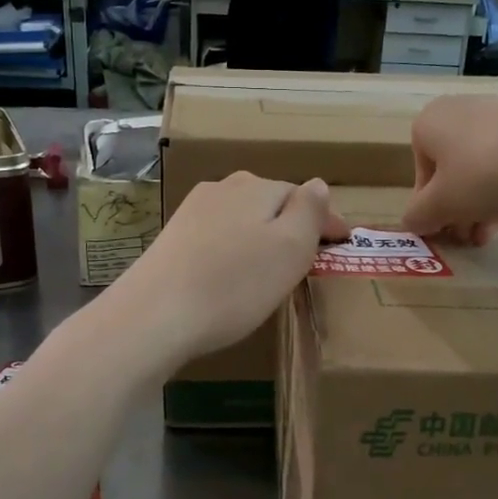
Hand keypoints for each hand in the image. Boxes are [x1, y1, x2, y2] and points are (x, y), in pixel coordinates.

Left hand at [111, 172, 348, 365]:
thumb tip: (317, 184)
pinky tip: (230, 273)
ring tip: (271, 268)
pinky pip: (217, 236)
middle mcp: (223, 188)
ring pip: (241, 217)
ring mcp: (192, 211)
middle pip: (270, 202)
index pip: (304, 195)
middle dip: (292, 225)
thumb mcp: (290, 248)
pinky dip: (234, 249)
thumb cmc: (235, 284)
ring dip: (261, 236)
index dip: (327, 220)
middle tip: (308, 259)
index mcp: (257, 187)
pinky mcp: (172, 238)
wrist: (155, 315)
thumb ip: (309, 212)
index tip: (342, 244)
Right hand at [400, 94, 497, 239]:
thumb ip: (418, 217)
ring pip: (481, 168)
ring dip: (479, 204)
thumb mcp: (440, 206)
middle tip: (466, 237)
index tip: (444, 230)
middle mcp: (460, 110)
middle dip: (457, 208)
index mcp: (429, 122)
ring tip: (488, 234)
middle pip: (451, 170)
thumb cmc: (483, 175)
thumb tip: (411, 223)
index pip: (420, 173)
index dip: (429, 208)